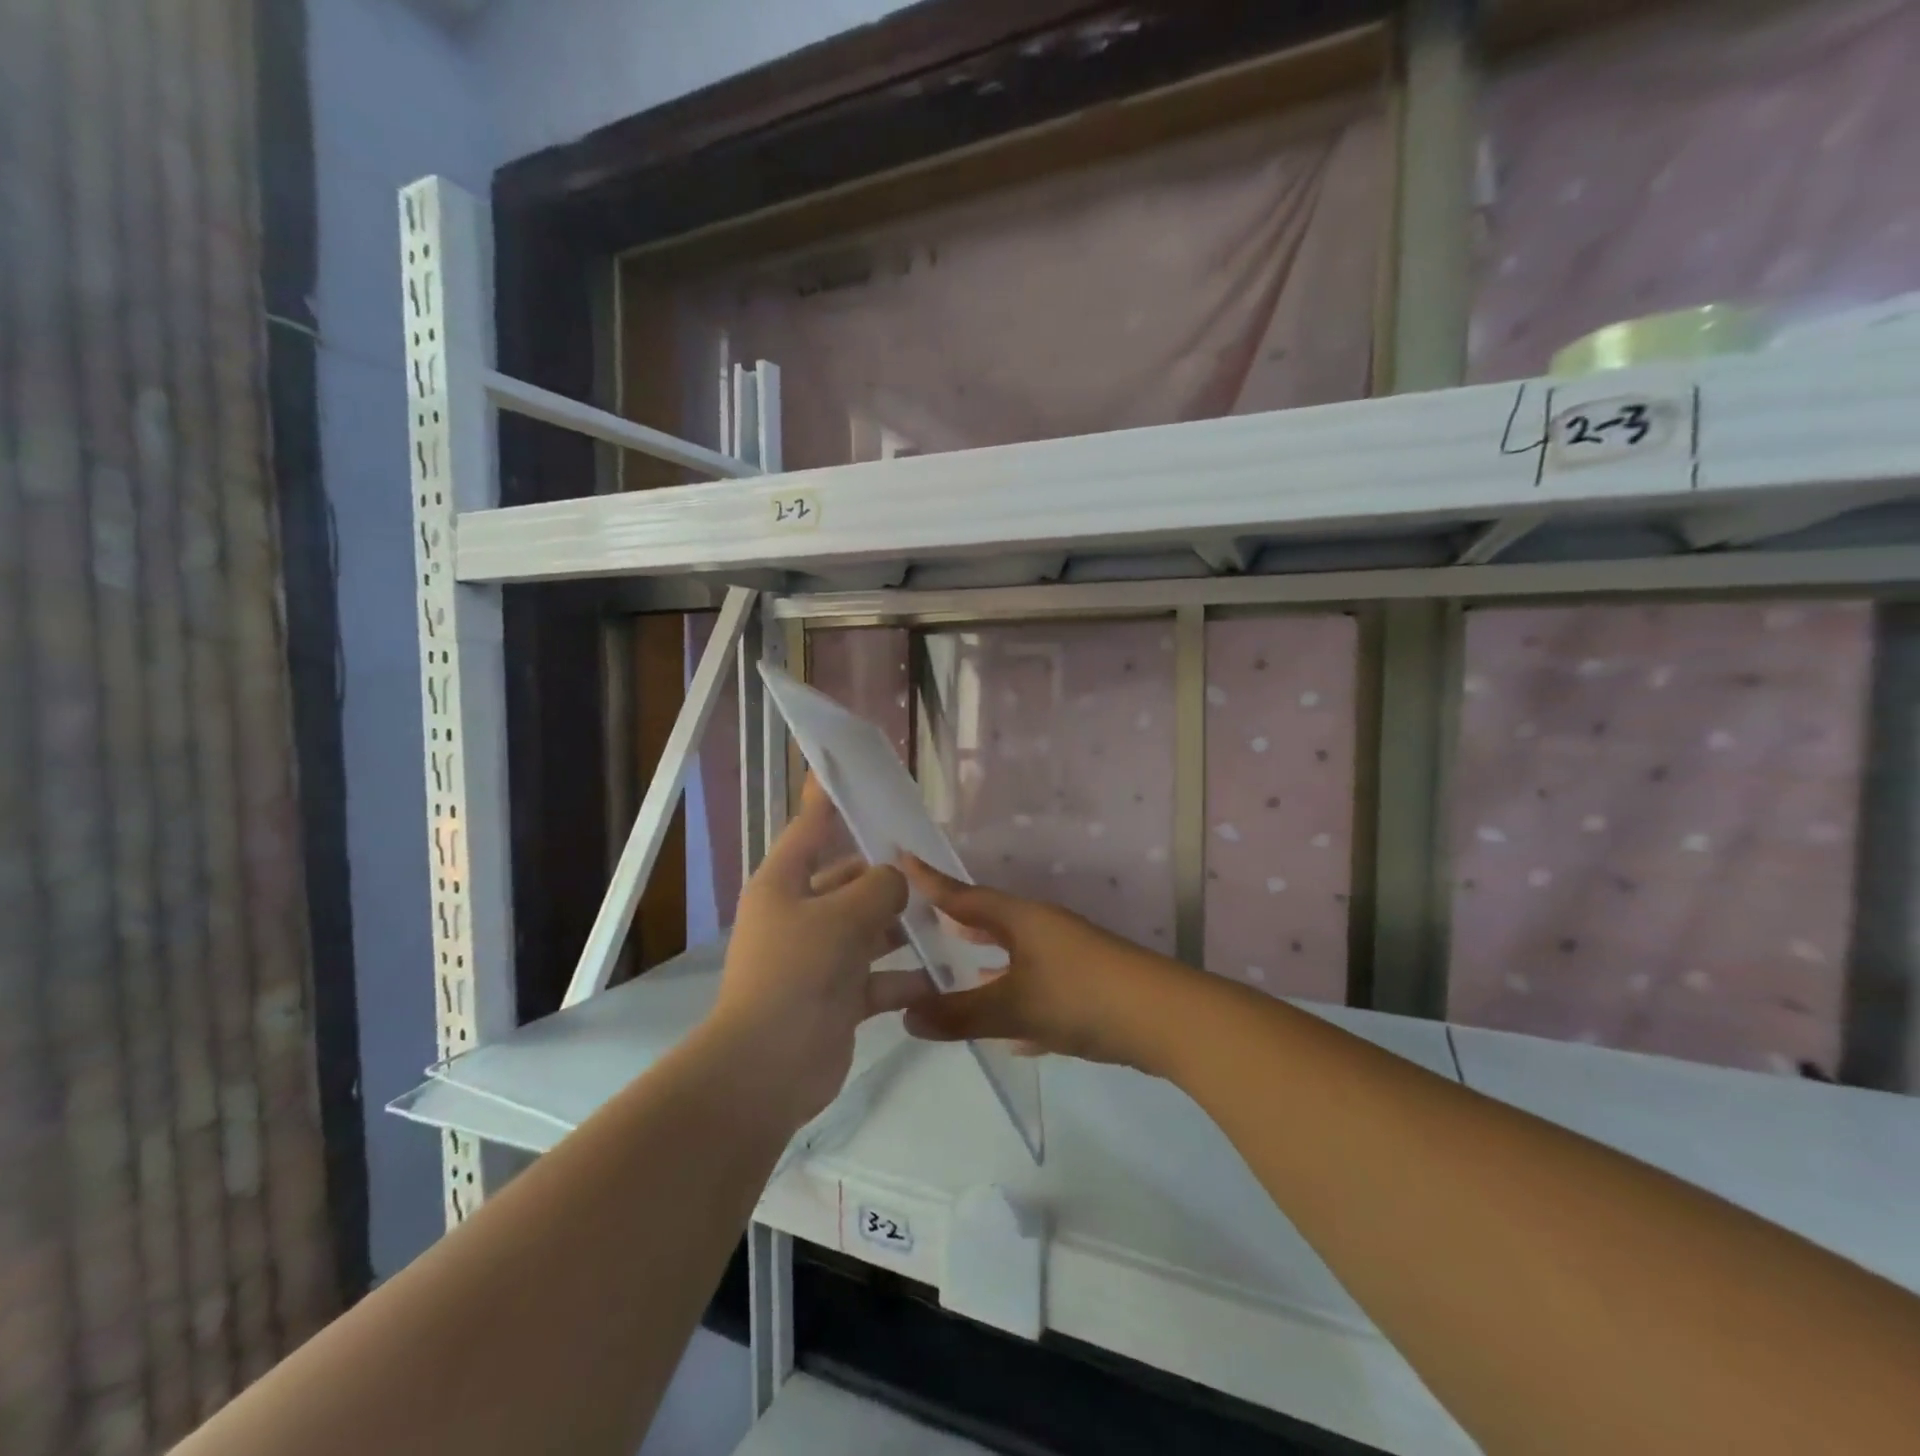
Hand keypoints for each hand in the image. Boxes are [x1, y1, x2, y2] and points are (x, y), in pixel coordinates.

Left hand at [705, 779, 934, 1129]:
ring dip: (905, 927)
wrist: (766, 1070)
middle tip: (936, 864)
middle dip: (889, 876)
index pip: (809, 829)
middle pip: (849, 880)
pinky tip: (945, 974)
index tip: (847, 773)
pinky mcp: (838, 997)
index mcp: (784, 884)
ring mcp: (818, 958)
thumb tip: (898, 879)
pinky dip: (906, 977)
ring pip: (869, 929)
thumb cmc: (797, 974)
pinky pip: (879, 977)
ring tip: (951, 916)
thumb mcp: (842, 918)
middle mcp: (799, 914)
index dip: (827, 800)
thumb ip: (879, 888)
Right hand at [898, 857, 1199, 1072]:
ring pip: (1016, 955)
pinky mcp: (1086, 986)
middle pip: (991, 920)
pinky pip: (1038, 987)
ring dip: (988, 964)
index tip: (900, 857)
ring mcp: (1068, 956)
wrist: (1166, 1019)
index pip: (964, 895)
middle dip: (959, 923)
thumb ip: (960, 1014)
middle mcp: (1043, 930)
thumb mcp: (1015, 1007)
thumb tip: (905, 1016)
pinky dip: (1017, 1001)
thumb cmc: (1081, 997)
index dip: (930, 881)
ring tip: (957, 973)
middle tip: (923, 922)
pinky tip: (1009, 1032)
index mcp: (1022, 920)